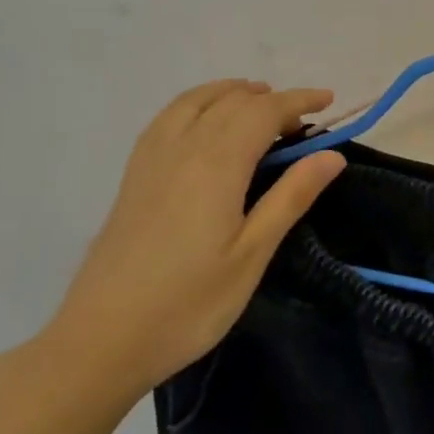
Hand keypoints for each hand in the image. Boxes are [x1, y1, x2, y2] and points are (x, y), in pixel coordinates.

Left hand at [40, 80, 345, 401]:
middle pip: (232, 102)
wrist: (102, 340)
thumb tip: (331, 155)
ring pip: (195, 101)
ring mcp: (151, 160)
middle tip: (303, 123)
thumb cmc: (189, 303)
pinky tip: (206, 124)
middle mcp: (182, 149)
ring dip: (232, 94)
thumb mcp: (252, 255)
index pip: (264, 112)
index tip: (329, 100)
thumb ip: (291, 197)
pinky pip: (169, 117)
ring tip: (259, 105)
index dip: (299, 100)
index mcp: (216, 165)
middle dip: (272, 100)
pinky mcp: (133, 176)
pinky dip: (198, 104)